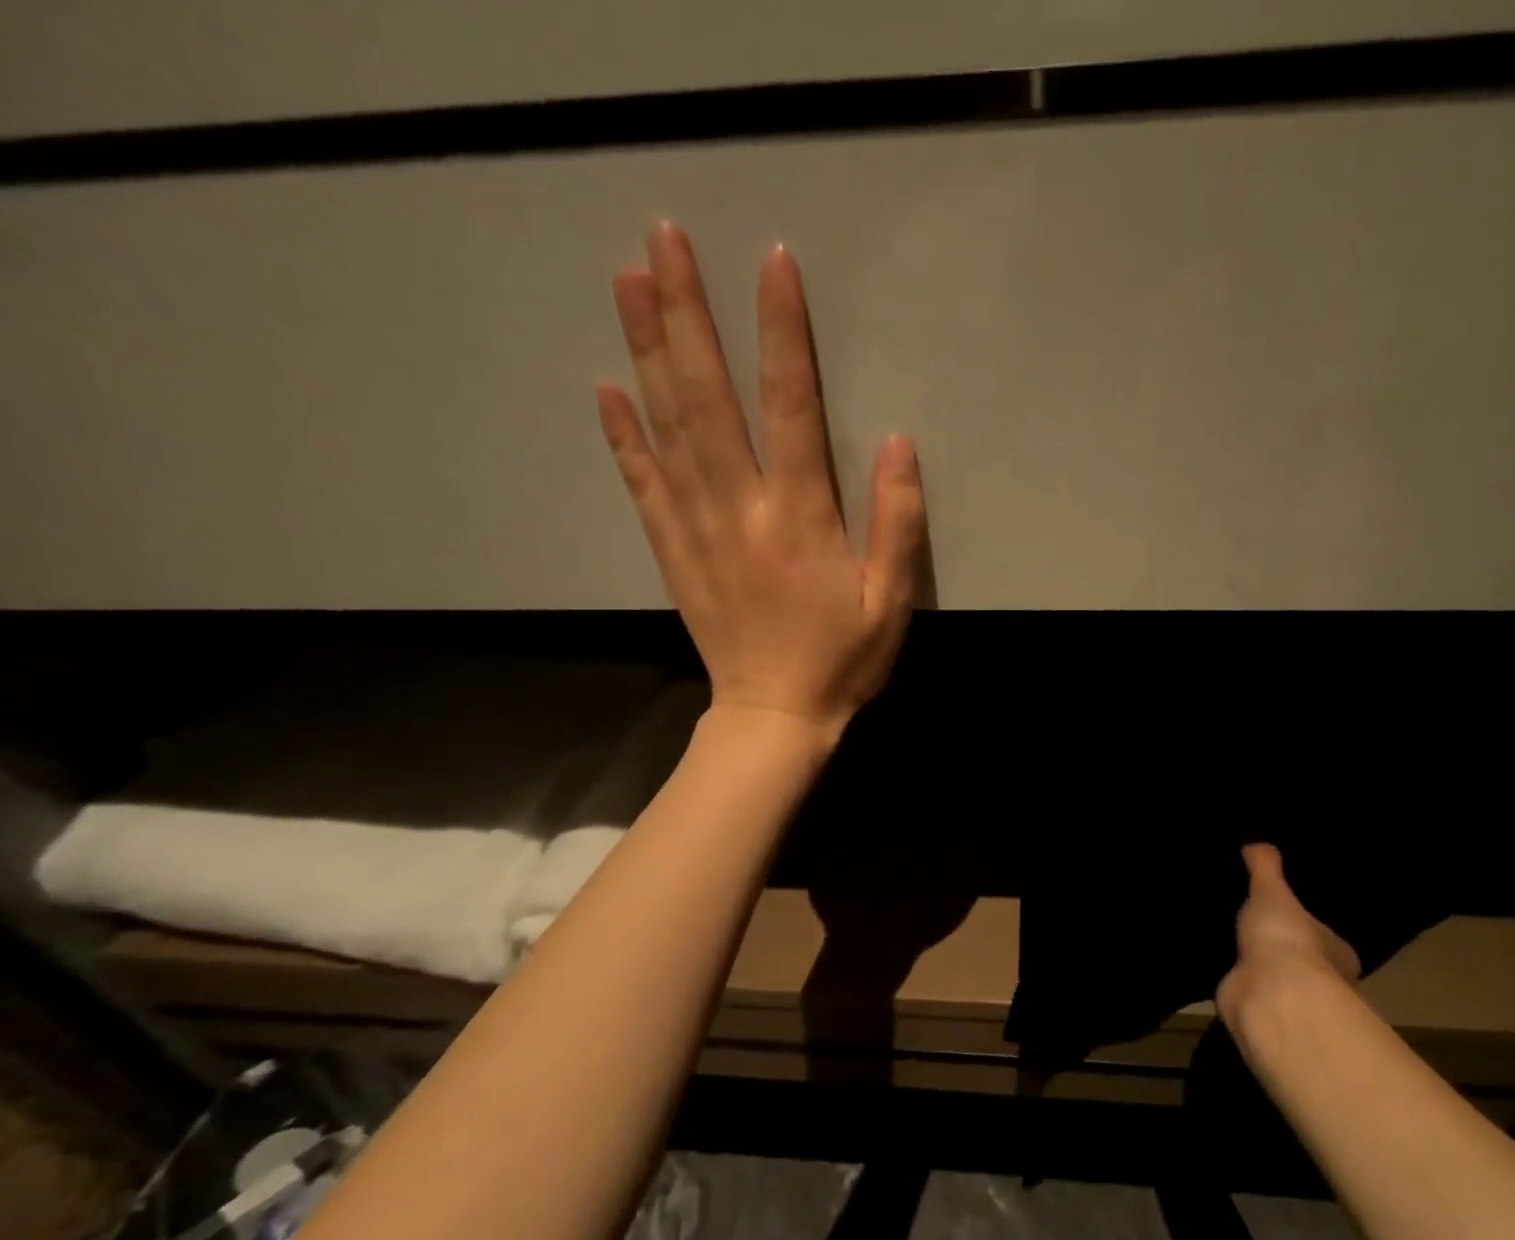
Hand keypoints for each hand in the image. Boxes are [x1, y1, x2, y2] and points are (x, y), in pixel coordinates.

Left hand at [595, 223, 926, 736]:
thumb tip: (899, 443)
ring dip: (646, 351)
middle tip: (661, 239)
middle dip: (687, 315)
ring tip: (626, 282)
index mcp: (800, 518)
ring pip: (668, 428)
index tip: (770, 262)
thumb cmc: (841, 661)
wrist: (774, 716)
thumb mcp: (891, 603)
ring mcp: (698, 528)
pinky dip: (623, 436)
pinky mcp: (672, 552)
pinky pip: (642, 485)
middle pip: (709, 398)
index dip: (782, 333)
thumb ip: (898, 524)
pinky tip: (606, 388)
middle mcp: (741, 509)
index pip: (791, 406)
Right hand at [1216, 844, 1359, 1019]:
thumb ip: (1265, 866)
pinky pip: (1245, 991)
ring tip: (1227, 940)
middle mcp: (1320, 979)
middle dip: (1278, 946)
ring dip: (1255, 966)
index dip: (1305, 924)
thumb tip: (1256, 841)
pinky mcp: (1258, 1012)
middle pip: (1298, 957)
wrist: (1268, 994)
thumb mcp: (1272, 890)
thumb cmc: (1285, 939)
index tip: (1285, 911)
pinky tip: (1216, 966)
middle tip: (1250, 923)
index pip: (1323, 935)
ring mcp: (1288, 999)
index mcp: (1336, 951)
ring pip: (1271, 977)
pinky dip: (1235, 982)